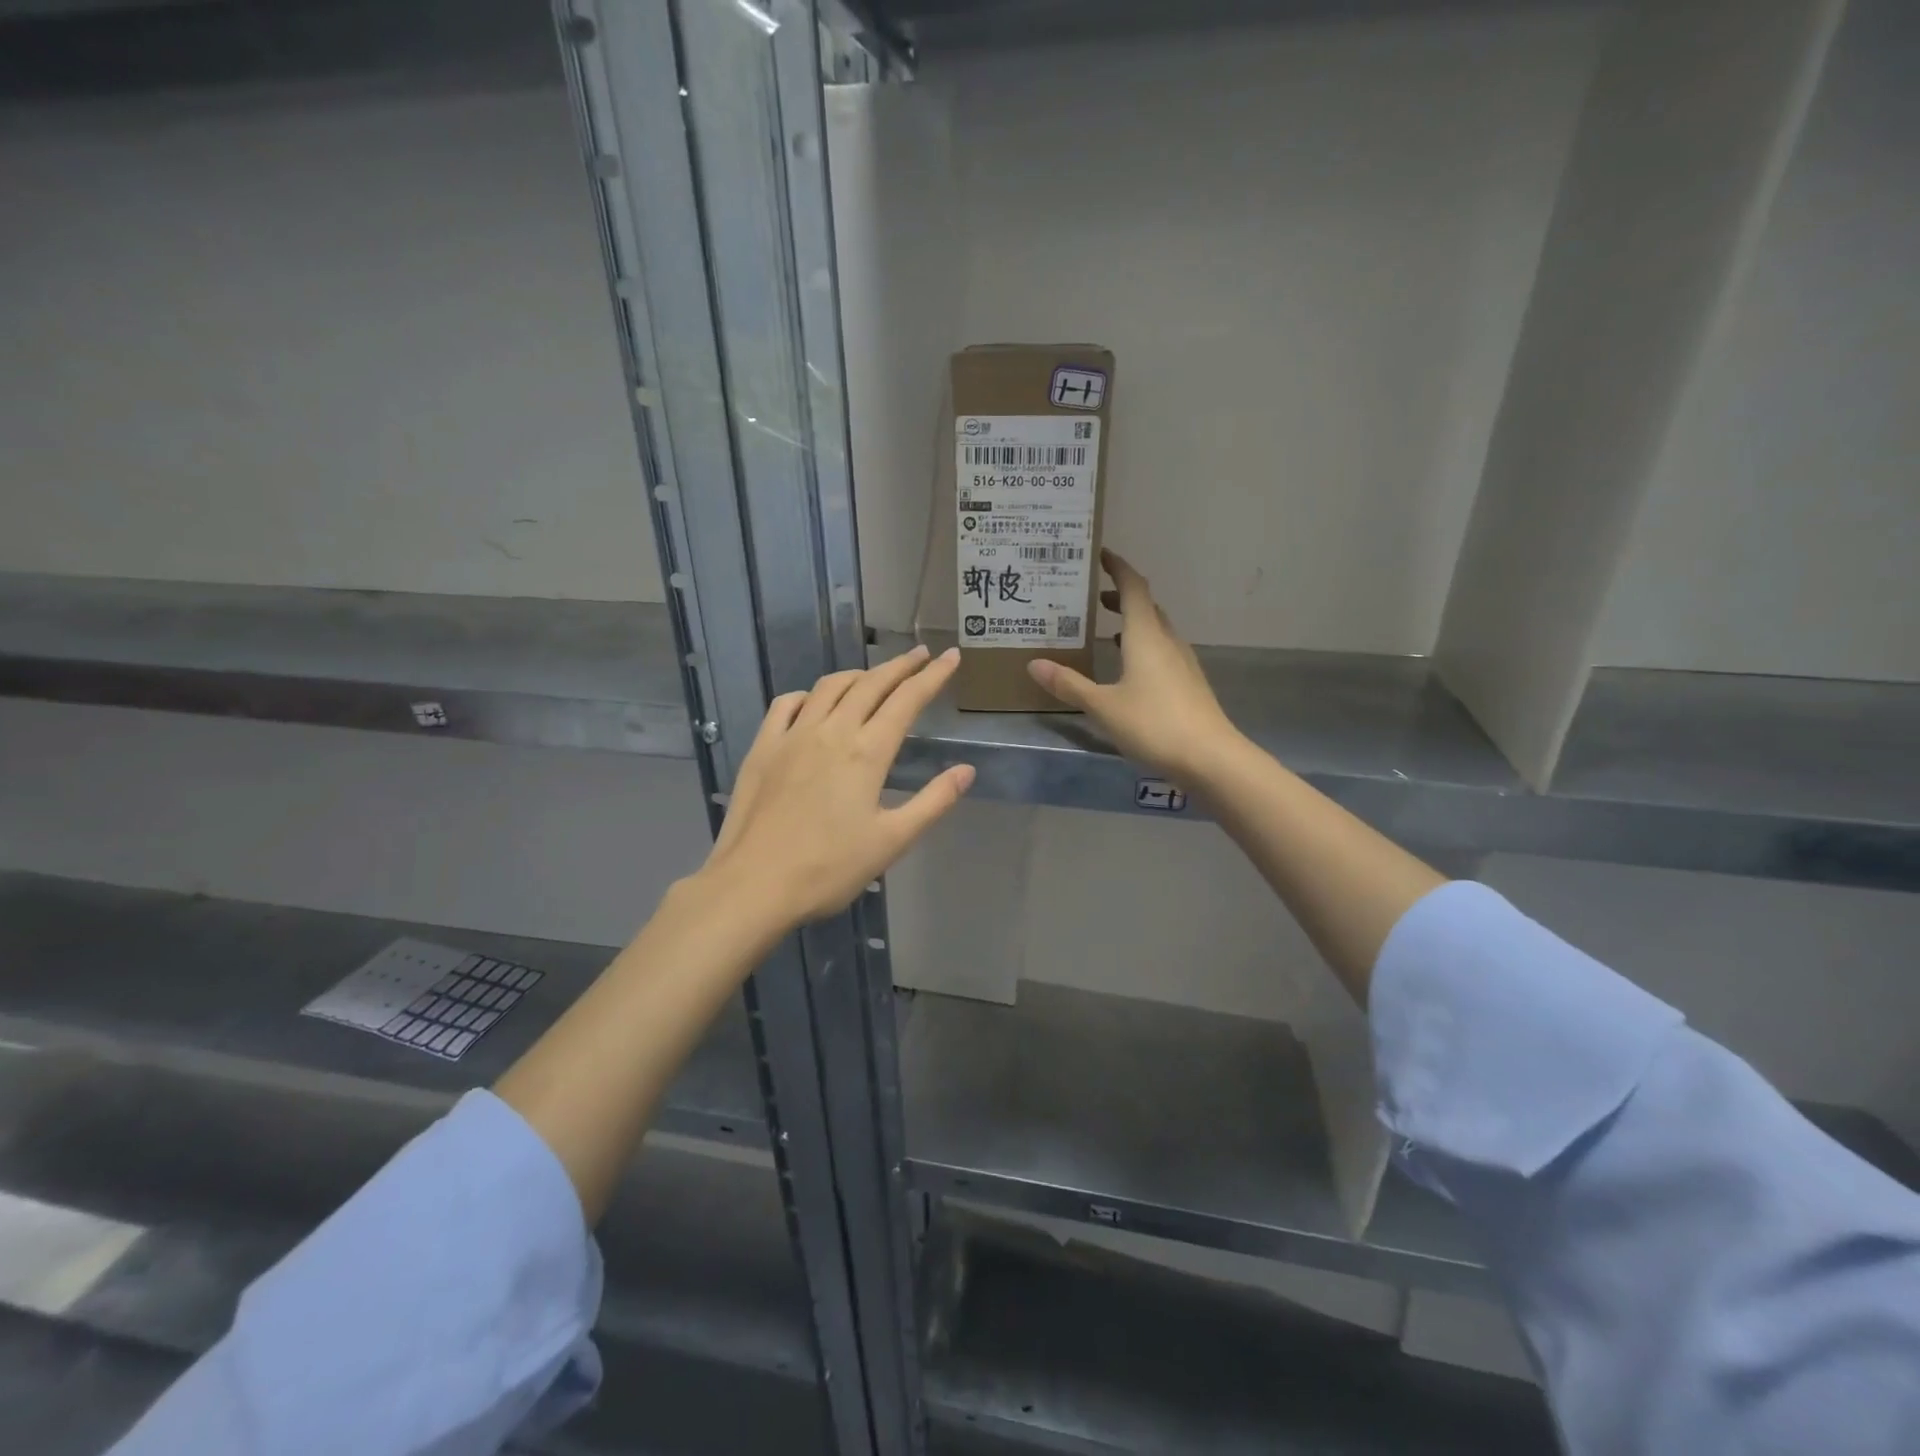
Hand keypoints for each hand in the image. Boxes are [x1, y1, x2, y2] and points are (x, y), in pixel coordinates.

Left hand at [704, 646, 974, 927]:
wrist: (754, 884)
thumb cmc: (829, 868)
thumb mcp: (892, 841)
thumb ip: (933, 801)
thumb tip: (966, 770)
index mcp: (867, 752)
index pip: (907, 700)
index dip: (932, 676)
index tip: (951, 656)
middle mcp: (832, 731)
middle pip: (871, 684)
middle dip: (899, 666)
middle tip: (920, 654)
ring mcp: (792, 735)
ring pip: (830, 686)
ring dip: (858, 675)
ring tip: (874, 676)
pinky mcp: (763, 747)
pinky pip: (787, 704)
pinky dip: (809, 694)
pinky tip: (815, 702)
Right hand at [1027, 549, 1238, 781]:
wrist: (1210, 758)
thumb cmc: (1153, 724)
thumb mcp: (1103, 705)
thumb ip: (1069, 684)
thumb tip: (1034, 663)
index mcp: (1146, 636)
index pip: (1133, 587)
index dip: (1117, 567)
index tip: (1100, 554)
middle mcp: (1167, 641)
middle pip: (1146, 606)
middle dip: (1121, 596)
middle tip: (1094, 597)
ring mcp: (1182, 662)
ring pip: (1156, 630)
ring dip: (1133, 622)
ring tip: (1106, 629)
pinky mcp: (1188, 683)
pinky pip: (1162, 651)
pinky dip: (1142, 646)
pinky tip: (1129, 668)